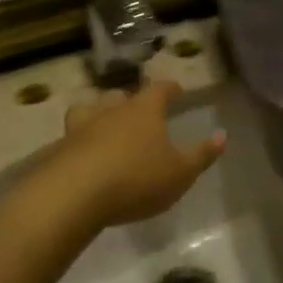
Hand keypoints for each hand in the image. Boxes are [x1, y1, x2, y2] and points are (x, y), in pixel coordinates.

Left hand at [27, 81, 224, 242]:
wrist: (74, 195)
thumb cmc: (136, 179)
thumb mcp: (180, 173)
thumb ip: (201, 155)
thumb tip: (222, 135)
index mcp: (144, 110)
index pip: (159, 89)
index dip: (169, 88)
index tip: (176, 89)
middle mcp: (111, 110)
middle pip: (121, 95)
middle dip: (131, 100)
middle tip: (138, 110)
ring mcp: (81, 126)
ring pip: (90, 109)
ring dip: (99, 113)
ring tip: (104, 125)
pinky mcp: (60, 148)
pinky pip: (71, 137)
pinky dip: (79, 141)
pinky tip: (84, 155)